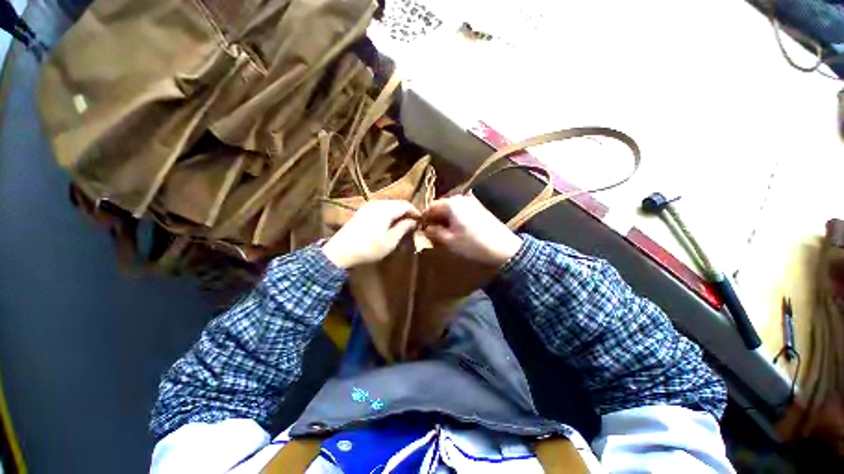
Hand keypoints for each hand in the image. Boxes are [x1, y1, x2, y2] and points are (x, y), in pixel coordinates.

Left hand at [322, 200, 419, 268]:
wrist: (340, 251)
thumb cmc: (368, 248)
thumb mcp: (390, 241)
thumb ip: (403, 228)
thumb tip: (414, 221)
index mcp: (385, 209)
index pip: (406, 205)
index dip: (415, 211)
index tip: (421, 221)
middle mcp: (377, 203)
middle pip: (397, 203)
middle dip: (407, 211)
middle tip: (414, 223)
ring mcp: (368, 206)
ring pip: (389, 204)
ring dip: (398, 212)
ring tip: (403, 223)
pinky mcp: (362, 211)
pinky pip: (380, 207)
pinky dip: (389, 212)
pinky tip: (390, 222)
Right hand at [422, 195, 521, 266]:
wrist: (504, 248)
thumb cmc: (472, 244)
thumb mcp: (448, 241)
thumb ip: (433, 232)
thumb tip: (425, 228)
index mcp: (451, 203)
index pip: (430, 207)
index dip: (423, 218)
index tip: (421, 230)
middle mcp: (460, 198)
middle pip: (440, 206)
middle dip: (435, 219)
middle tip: (432, 234)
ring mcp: (471, 202)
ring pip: (451, 209)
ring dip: (445, 220)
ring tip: (444, 234)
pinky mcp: (479, 208)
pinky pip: (461, 211)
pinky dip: (455, 219)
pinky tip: (457, 231)